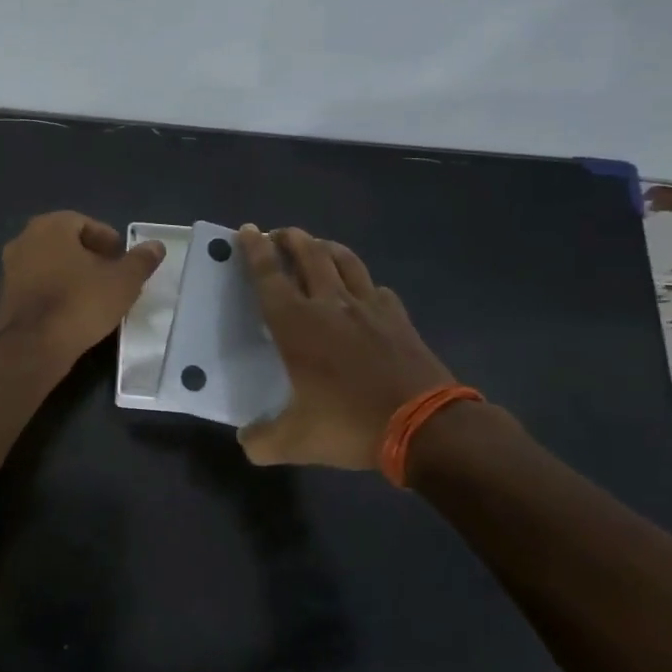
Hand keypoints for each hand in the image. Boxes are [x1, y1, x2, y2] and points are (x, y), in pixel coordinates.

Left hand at [0, 211, 165, 367]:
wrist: (36, 346)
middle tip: (112, 276)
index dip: (107, 240)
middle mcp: (24, 239)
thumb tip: (155, 246)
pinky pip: (37, 285)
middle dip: (90, 256)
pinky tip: (72, 311)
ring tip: (96, 295)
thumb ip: (140, 260)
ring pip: (50, 264)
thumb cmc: (82, 302)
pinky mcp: (5, 295)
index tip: (122, 260)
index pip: (85, 223)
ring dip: (72, 274)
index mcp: (50, 226)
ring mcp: (10, 268)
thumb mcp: (123, 281)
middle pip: (66, 242)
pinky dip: (55, 291)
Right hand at [236, 225, 454, 470]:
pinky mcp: (398, 318)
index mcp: (297, 325)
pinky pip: (377, 288)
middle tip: (279, 234)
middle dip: (290, 238)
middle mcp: (330, 305)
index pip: (269, 276)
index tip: (247, 229)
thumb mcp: (296, 442)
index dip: (255, 251)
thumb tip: (246, 441)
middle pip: (309, 255)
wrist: (426, 426)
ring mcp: (369, 308)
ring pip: (345, 261)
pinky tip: (364, 291)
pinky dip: (364, 283)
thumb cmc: (351, 425)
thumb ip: (262, 441)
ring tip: (316, 246)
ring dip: (326, 247)